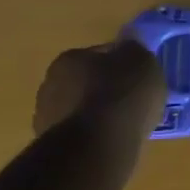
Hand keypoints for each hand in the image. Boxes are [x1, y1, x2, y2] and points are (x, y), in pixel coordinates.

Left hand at [32, 40, 167, 141]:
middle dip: (108, 88)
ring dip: (100, 112)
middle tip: (133, 98)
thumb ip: (134, 48)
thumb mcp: (141, 60)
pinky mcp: (54, 145)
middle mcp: (51, 83)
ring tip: (127, 122)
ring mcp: (48, 117)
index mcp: (70, 58)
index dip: (123, 62)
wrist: (98, 144)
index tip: (140, 74)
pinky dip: (97, 134)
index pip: (101, 53)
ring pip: (82, 108)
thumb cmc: (122, 93)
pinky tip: (115, 139)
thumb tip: (127, 44)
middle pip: (87, 81)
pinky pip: (83, 133)